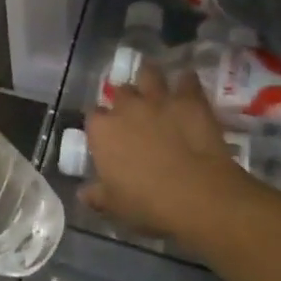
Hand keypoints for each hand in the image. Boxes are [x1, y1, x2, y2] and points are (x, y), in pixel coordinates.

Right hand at [83, 63, 251, 238]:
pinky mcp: (189, 100)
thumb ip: (97, 195)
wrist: (197, 195)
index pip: (93, 116)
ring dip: (151, 77)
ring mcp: (158, 99)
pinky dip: (187, 82)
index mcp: (103, 131)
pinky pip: (187, 80)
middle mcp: (126, 107)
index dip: (101, 123)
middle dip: (126, 100)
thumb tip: (83, 193)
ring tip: (155, 86)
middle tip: (134, 113)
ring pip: (149, 74)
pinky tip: (188, 86)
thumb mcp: (115, 207)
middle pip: (121, 92)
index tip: (108, 134)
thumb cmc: (148, 204)